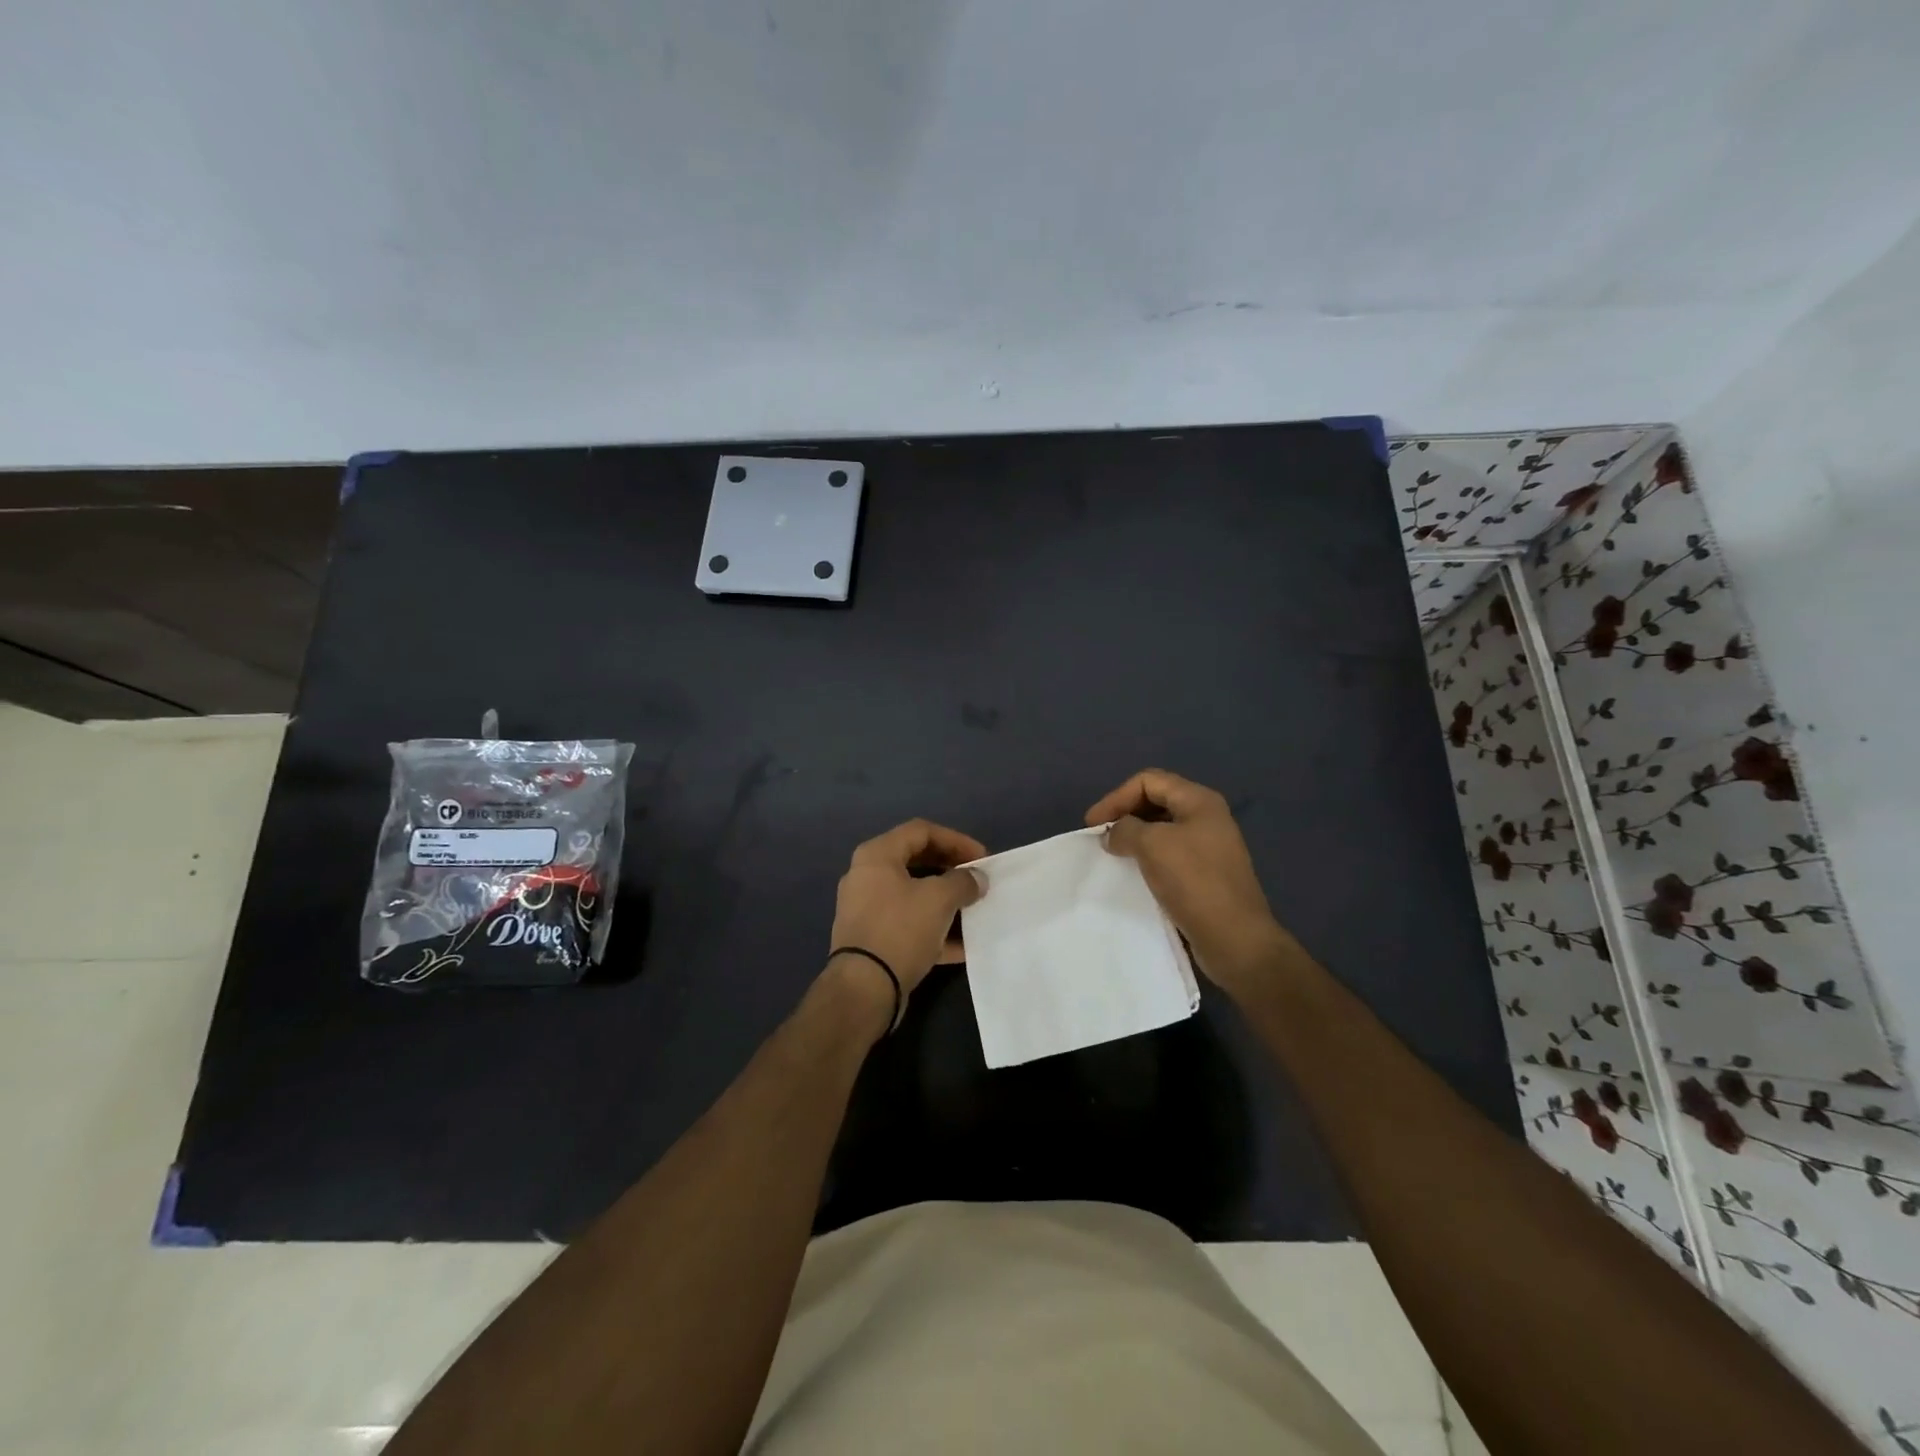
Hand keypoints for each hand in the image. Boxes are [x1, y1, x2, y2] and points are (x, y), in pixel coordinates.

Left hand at [827, 819, 987, 1027]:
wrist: (863, 989)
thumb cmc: (900, 929)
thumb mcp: (939, 899)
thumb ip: (963, 882)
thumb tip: (976, 879)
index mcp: (877, 855)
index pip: (921, 831)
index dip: (956, 840)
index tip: (982, 858)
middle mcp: (867, 876)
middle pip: (917, 862)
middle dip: (951, 870)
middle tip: (977, 880)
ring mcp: (868, 910)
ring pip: (914, 896)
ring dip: (946, 901)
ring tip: (974, 909)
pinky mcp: (873, 940)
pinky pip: (910, 925)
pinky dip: (935, 930)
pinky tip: (963, 945)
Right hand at [1086, 768, 1303, 992]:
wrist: (1235, 939)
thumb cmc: (1194, 882)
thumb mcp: (1152, 845)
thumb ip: (1125, 829)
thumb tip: (1114, 834)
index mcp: (1199, 801)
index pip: (1148, 780)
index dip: (1116, 797)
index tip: (1092, 824)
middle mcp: (1207, 817)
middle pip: (1156, 800)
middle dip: (1125, 813)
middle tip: (1101, 836)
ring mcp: (1209, 845)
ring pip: (1162, 828)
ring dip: (1134, 835)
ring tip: (1113, 853)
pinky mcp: (1206, 872)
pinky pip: (1169, 852)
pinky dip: (1147, 855)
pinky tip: (1134, 871)